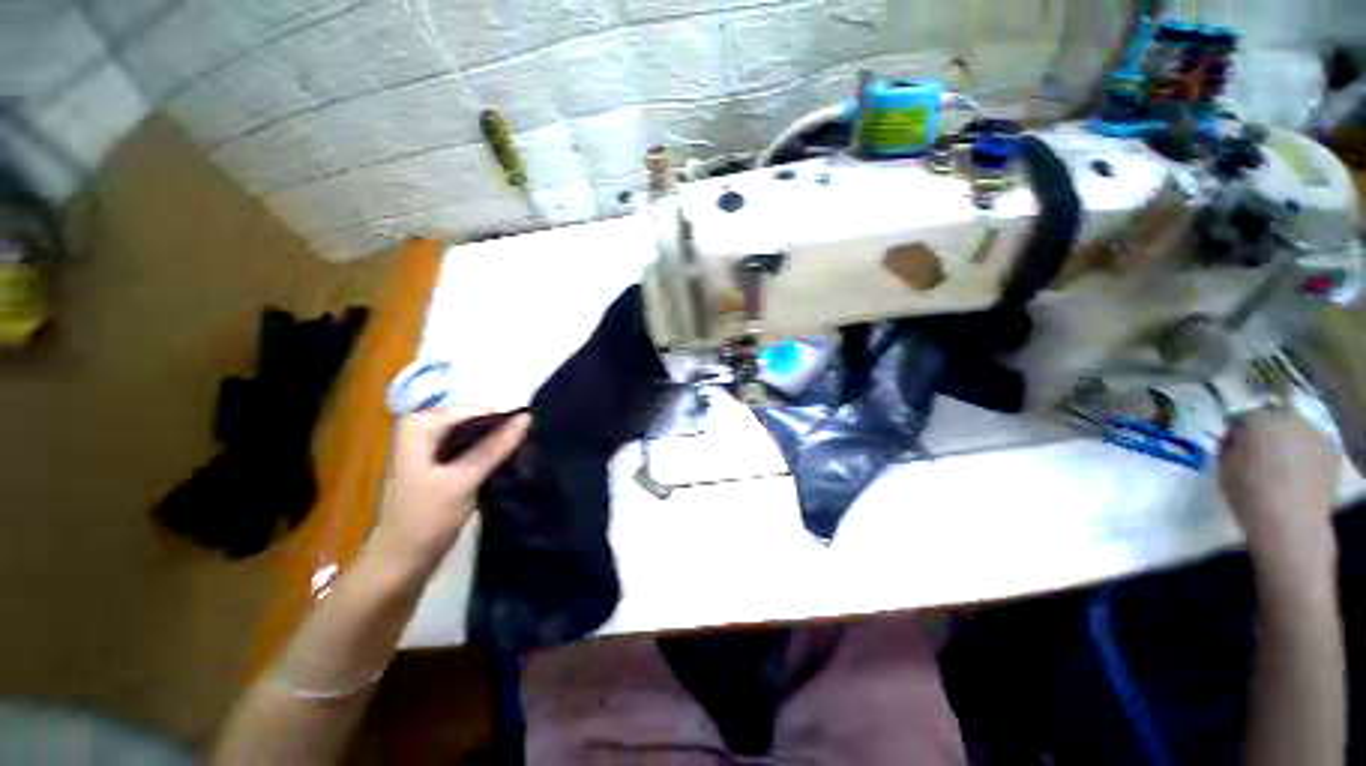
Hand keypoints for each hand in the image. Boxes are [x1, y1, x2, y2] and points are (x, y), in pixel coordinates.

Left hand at [373, 408, 529, 573]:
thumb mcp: (464, 479)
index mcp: (420, 425)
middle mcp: (423, 429)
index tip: (535, 431)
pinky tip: (509, 462)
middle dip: (502, 430)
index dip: (505, 418)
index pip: (475, 409)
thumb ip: (496, 446)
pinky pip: (472, 449)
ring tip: (526, 451)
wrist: (400, 563)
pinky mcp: (439, 465)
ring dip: (498, 443)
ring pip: (475, 435)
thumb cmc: (426, 519)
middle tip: (533, 443)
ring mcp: (430, 447)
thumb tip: (528, 417)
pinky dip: (489, 454)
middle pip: (475, 420)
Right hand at [1219, 408, 1338, 574]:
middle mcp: (1288, 419)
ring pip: (1298, 433)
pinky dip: (1306, 458)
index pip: (1242, 418)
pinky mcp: (1331, 453)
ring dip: (1288, 444)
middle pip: (1275, 419)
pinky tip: (1299, 477)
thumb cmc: (1249, 493)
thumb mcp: (1224, 468)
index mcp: (1257, 420)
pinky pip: (1314, 448)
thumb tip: (1236, 445)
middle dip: (1267, 433)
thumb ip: (1231, 449)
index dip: (1237, 433)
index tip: (1232, 449)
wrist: (1289, 521)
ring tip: (1281, 468)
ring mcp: (1315, 435)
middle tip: (1259, 455)